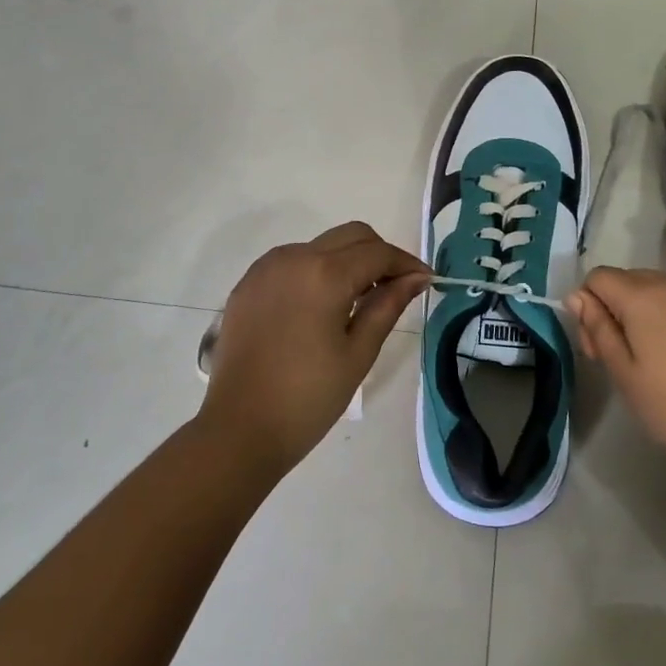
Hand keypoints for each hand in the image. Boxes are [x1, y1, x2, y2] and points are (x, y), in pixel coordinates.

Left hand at [201, 222, 428, 476]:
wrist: (239, 429)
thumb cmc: (307, 397)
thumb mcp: (358, 353)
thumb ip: (388, 306)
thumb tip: (416, 278)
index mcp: (325, 274)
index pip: (378, 253)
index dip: (407, 263)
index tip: (426, 281)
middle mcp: (294, 257)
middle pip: (351, 236)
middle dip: (379, 254)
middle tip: (396, 288)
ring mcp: (266, 267)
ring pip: (321, 244)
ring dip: (347, 260)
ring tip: (359, 300)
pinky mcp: (249, 283)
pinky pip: (293, 261)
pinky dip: (316, 270)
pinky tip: (321, 306)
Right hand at [568, 267, 665, 503]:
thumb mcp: (627, 377)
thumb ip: (599, 330)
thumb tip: (577, 296)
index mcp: (643, 295)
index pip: (597, 278)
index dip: (587, 309)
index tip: (597, 352)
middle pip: (627, 281)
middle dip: (614, 311)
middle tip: (622, 364)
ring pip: (657, 291)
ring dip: (644, 317)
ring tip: (655, 366)